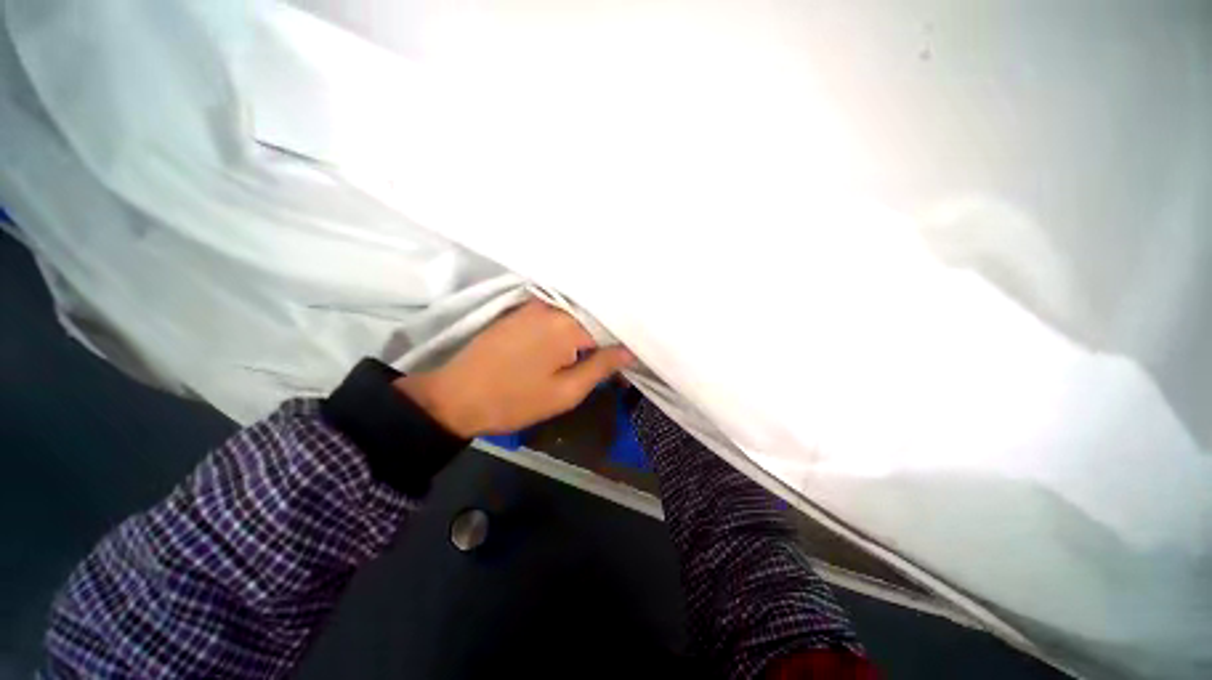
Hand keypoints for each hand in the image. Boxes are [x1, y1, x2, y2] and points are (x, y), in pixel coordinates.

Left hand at [395, 299, 635, 437]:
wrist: (455, 397)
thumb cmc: (514, 400)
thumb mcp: (565, 392)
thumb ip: (601, 367)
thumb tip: (629, 351)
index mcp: (567, 324)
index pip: (610, 325)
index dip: (624, 341)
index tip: (633, 356)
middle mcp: (552, 305)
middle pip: (593, 314)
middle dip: (608, 334)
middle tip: (619, 355)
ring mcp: (534, 304)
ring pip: (576, 312)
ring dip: (589, 329)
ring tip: (601, 349)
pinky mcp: (521, 310)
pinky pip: (557, 313)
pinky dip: (571, 325)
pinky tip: (575, 340)